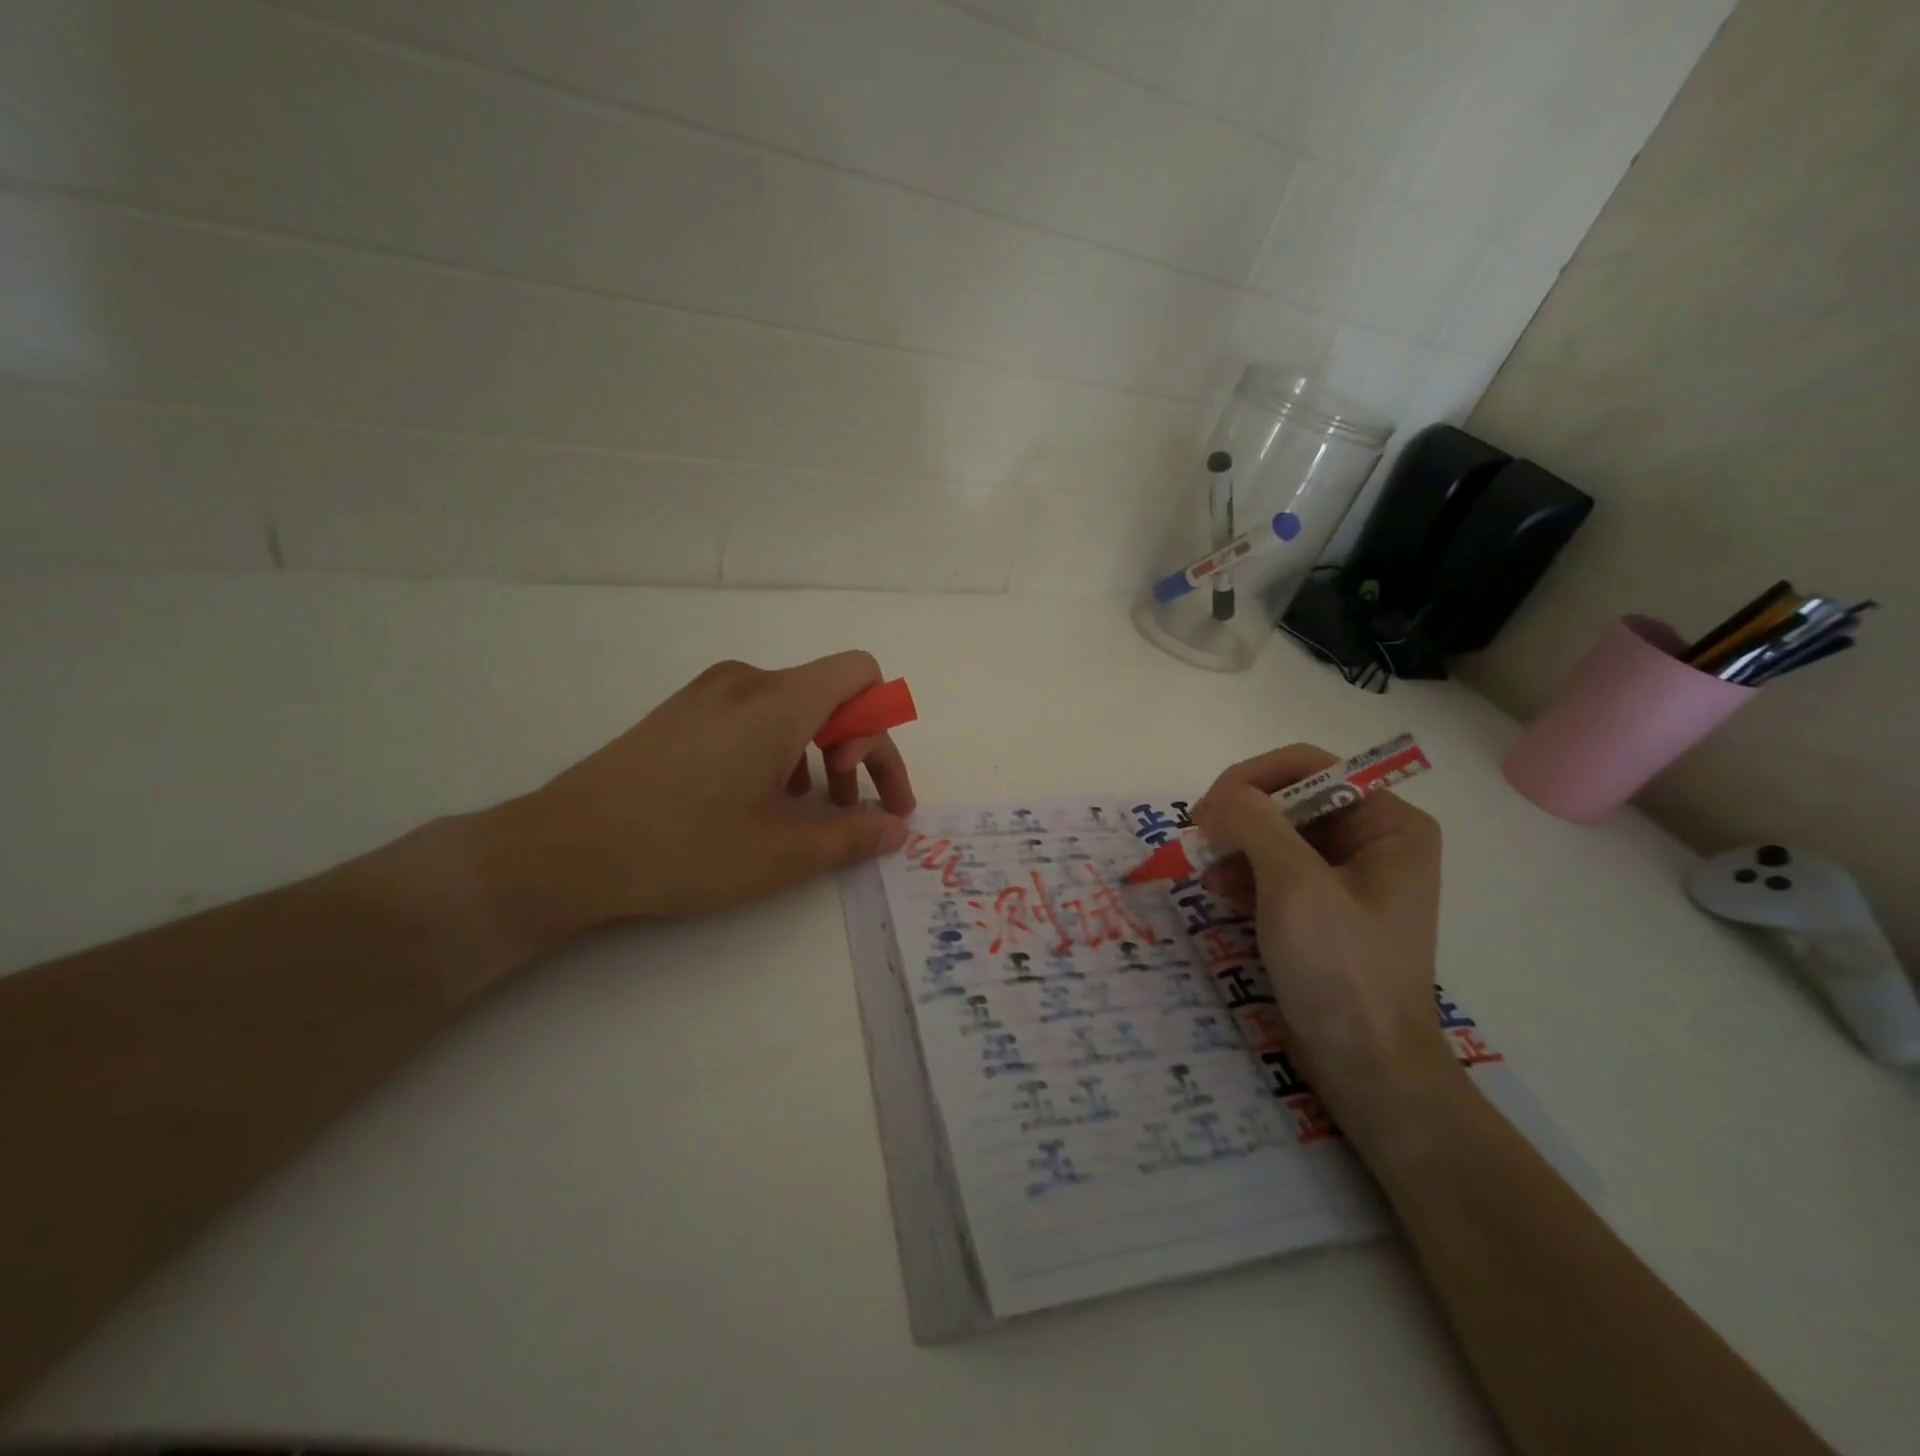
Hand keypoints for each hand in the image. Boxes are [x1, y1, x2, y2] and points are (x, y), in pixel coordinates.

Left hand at [479, 652, 914, 942]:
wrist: (566, 848)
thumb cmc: (685, 846)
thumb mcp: (782, 853)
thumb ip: (853, 835)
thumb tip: (896, 829)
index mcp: (779, 701)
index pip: (861, 675)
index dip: (883, 729)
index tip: (871, 789)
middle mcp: (748, 681)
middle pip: (833, 694)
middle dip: (858, 750)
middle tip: (853, 809)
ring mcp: (710, 692)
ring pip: (793, 705)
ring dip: (819, 751)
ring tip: (807, 806)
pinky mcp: (683, 710)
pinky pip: (755, 713)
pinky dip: (780, 747)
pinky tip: (761, 796)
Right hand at [1192, 743, 1454, 1118]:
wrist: (1367, 1068)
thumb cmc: (1341, 971)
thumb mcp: (1295, 887)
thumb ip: (1256, 824)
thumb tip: (1221, 798)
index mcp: (1389, 824)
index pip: (1310, 766)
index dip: (1252, 778)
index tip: (1207, 810)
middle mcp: (1374, 840)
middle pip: (1291, 798)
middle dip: (1242, 817)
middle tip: (1199, 839)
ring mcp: (1349, 876)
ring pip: (1277, 833)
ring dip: (1237, 847)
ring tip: (1207, 875)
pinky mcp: (1324, 908)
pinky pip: (1276, 869)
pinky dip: (1245, 875)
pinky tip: (1221, 895)